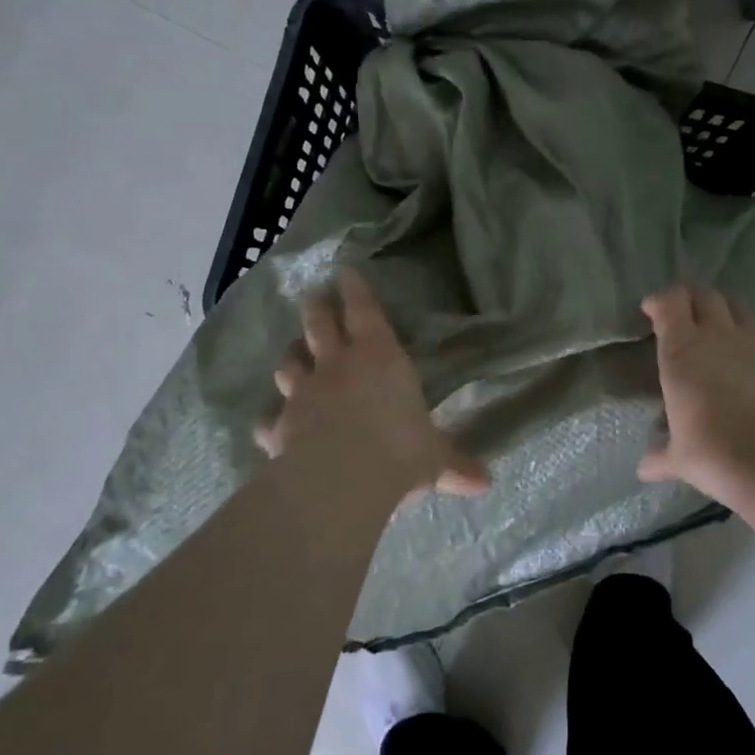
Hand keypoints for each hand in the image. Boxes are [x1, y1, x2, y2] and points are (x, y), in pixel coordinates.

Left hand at [256, 268, 489, 500]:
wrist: (341, 480)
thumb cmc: (399, 452)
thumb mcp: (435, 459)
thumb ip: (454, 465)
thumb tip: (485, 482)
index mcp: (379, 358)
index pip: (365, 312)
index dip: (355, 291)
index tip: (345, 272)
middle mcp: (337, 366)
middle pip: (319, 326)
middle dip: (317, 308)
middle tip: (313, 296)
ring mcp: (304, 394)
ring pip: (290, 364)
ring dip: (292, 356)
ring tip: (294, 353)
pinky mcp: (280, 426)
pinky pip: (270, 418)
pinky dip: (271, 418)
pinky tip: (270, 422)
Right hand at [638, 285, 754, 504]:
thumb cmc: (716, 453)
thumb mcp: (680, 458)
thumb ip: (661, 456)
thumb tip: (644, 469)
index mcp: (682, 350)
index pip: (669, 302)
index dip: (660, 301)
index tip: (652, 310)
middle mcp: (720, 335)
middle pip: (706, 296)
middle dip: (693, 300)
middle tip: (686, 317)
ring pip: (742, 309)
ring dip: (729, 315)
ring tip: (725, 333)